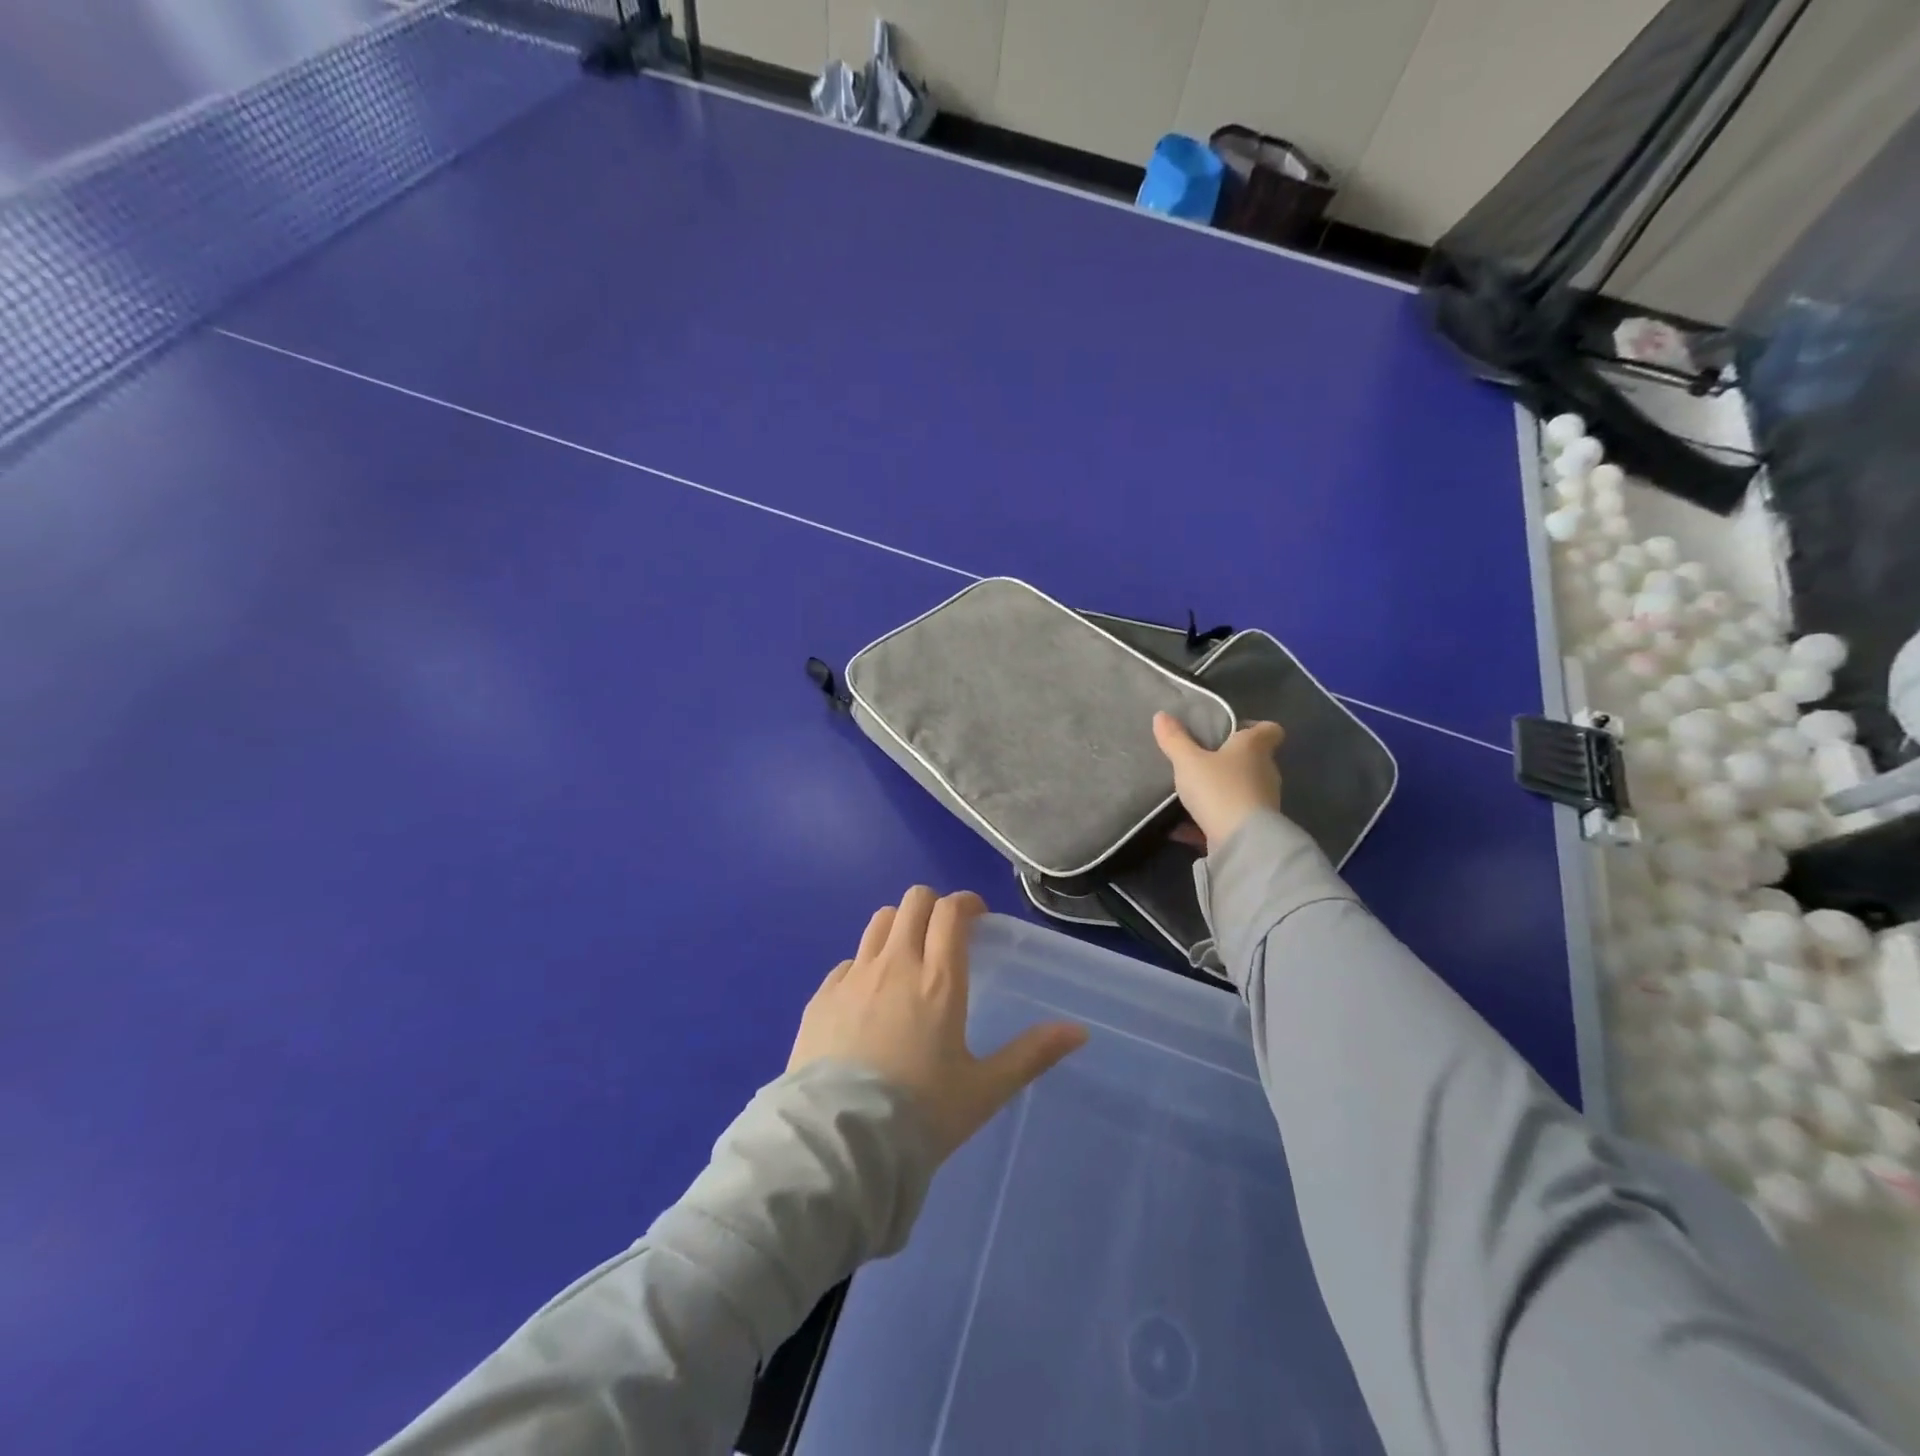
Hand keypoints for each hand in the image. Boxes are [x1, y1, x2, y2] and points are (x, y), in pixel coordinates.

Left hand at [790, 887, 1087, 1157]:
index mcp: (938, 979)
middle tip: (945, 935)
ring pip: (879, 922)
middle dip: (933, 907)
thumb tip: (1079, 1031)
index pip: (950, 911)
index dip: (966, 903)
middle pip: (913, 902)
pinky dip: (865, 965)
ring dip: (899, 927)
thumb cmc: (920, 1115)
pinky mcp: (821, 996)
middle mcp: (895, 964)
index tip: (976, 918)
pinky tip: (869, 999)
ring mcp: (853, 977)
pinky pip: (848, 962)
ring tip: (908, 958)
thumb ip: (1031, 1054)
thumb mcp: (984, 1090)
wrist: (839, 1143)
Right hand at [1152, 712, 1284, 849]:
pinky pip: (1229, 817)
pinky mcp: (1254, 827)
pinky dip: (1209, 820)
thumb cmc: (1219, 789)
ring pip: (1242, 788)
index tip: (1231, 731)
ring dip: (1220, 790)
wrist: (1242, 841)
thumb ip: (1175, 739)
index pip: (1270, 730)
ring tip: (1191, 794)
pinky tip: (1181, 829)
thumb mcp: (1188, 761)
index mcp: (1254, 748)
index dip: (1254, 727)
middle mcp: (1265, 771)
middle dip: (1230, 760)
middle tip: (1201, 761)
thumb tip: (1161, 715)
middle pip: (1253, 759)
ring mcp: (1263, 801)